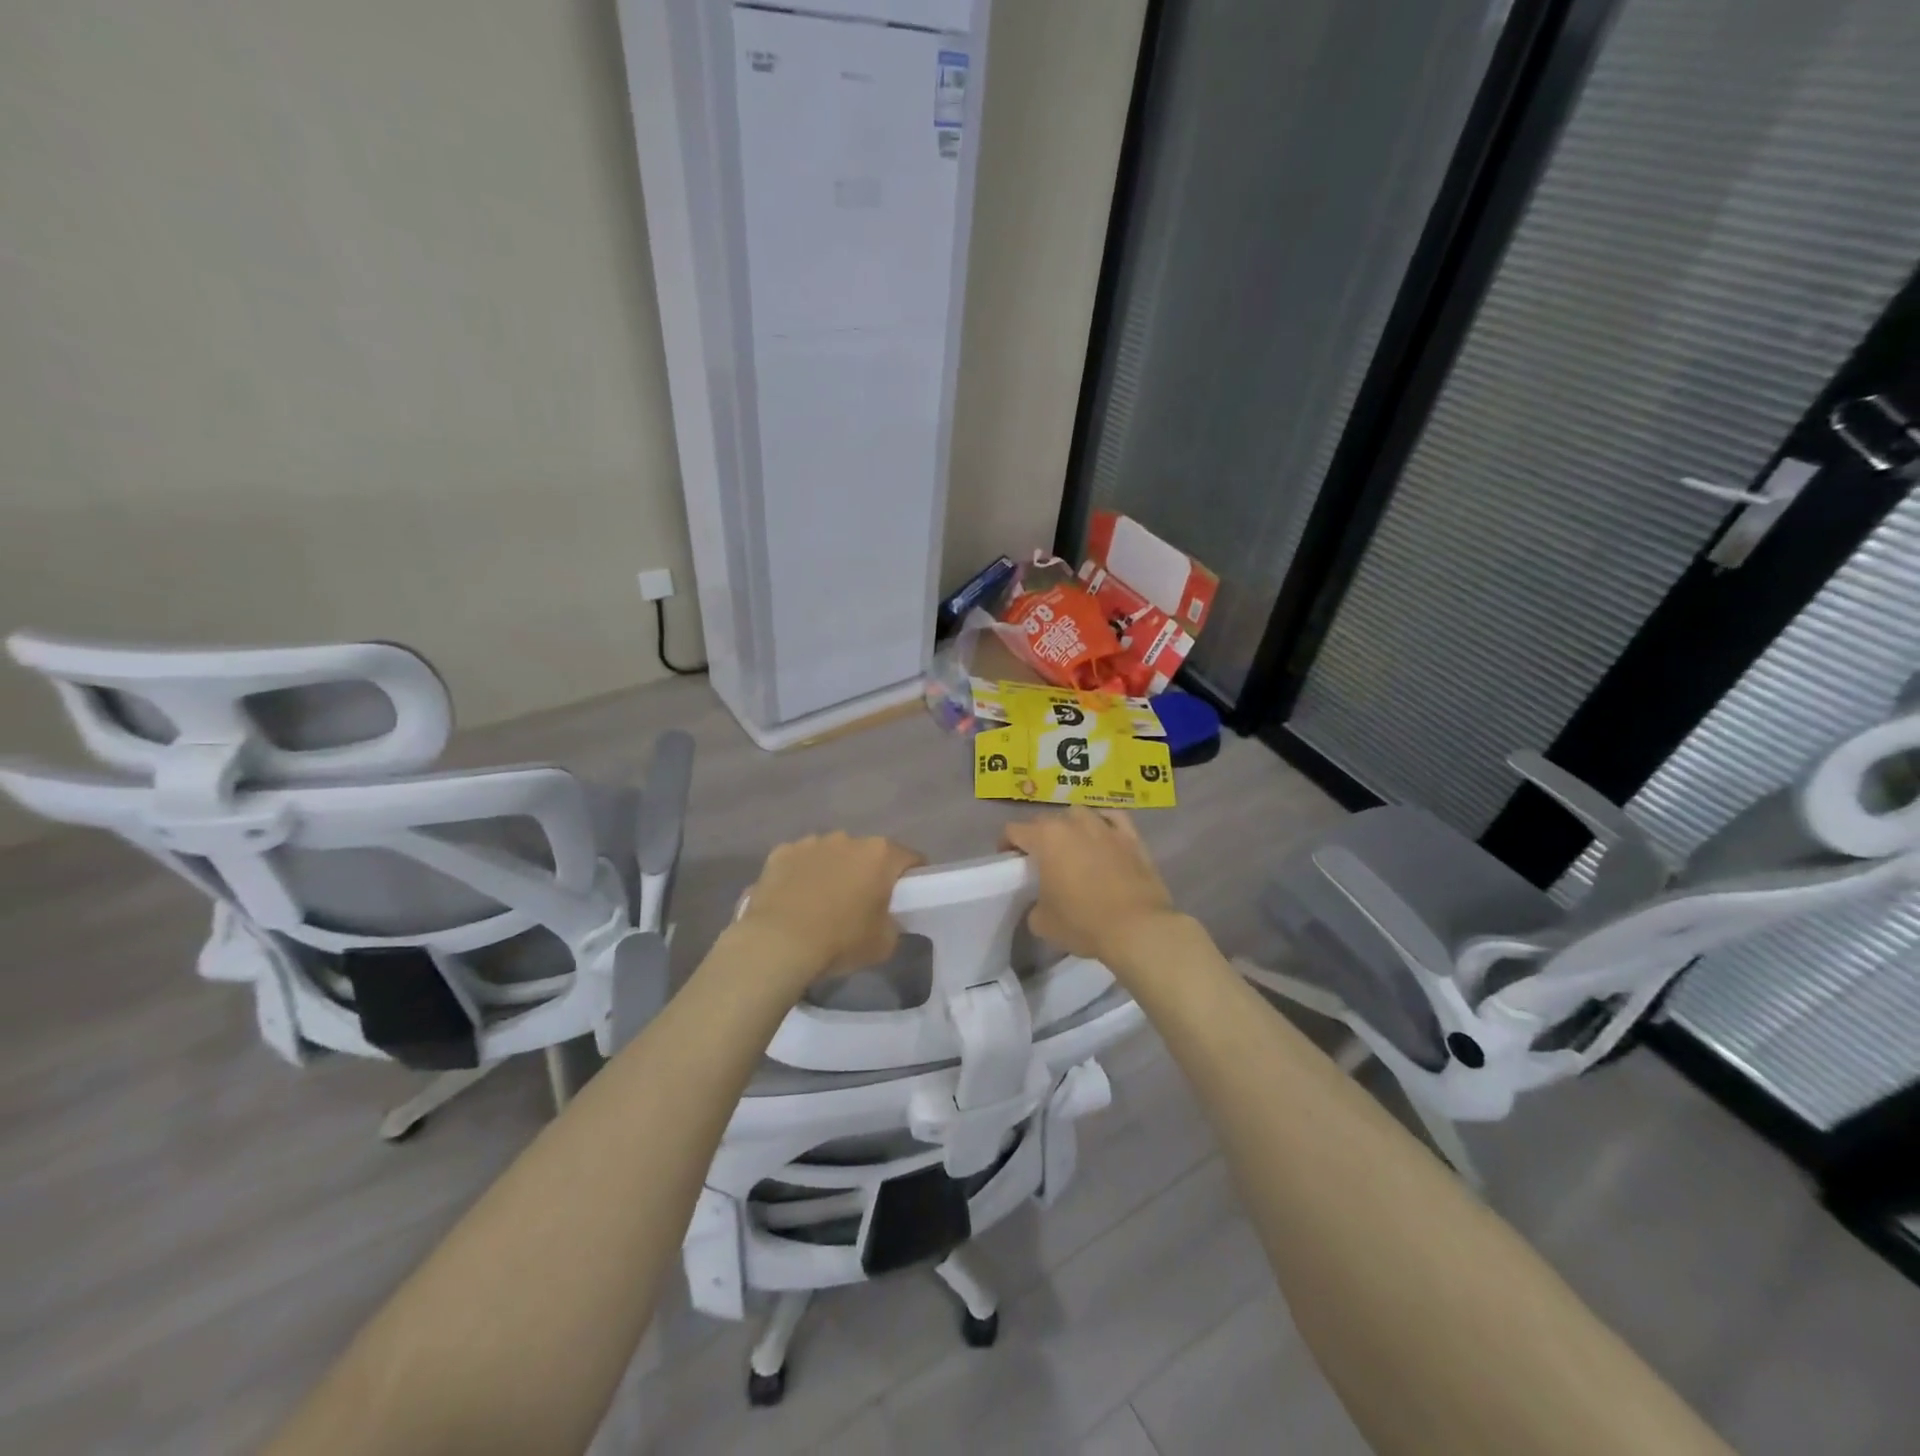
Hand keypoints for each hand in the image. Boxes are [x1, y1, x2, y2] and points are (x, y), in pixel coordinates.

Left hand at [735, 832, 925, 984]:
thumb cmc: (840, 941)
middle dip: (868, 873)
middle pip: (868, 853)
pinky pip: (800, 861)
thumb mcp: (884, 943)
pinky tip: (795, 900)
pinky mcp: (781, 852)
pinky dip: (802, 874)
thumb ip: (893, 923)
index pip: (910, 859)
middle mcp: (848, 839)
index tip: (906, 898)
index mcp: (880, 855)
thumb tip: (886, 919)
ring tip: (823, 903)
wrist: (778, 943)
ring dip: (834, 871)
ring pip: (832, 854)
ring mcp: (812, 842)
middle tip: (862, 904)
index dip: (912, 878)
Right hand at [1002, 808, 1180, 968]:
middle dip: (1038, 835)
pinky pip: (1112, 818)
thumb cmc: (1083, 923)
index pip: (1014, 830)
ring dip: (1070, 826)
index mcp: (1046, 839)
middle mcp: (1074, 824)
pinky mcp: (1131, 837)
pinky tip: (1102, 834)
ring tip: (1072, 845)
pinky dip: (1103, 822)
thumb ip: (1035, 904)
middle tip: (1040, 859)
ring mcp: (1105, 827)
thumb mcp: (1042, 922)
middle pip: (1046, 820)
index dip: (1007, 843)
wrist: (1137, 928)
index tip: (1009, 860)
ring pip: (1079, 814)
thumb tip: (1043, 902)